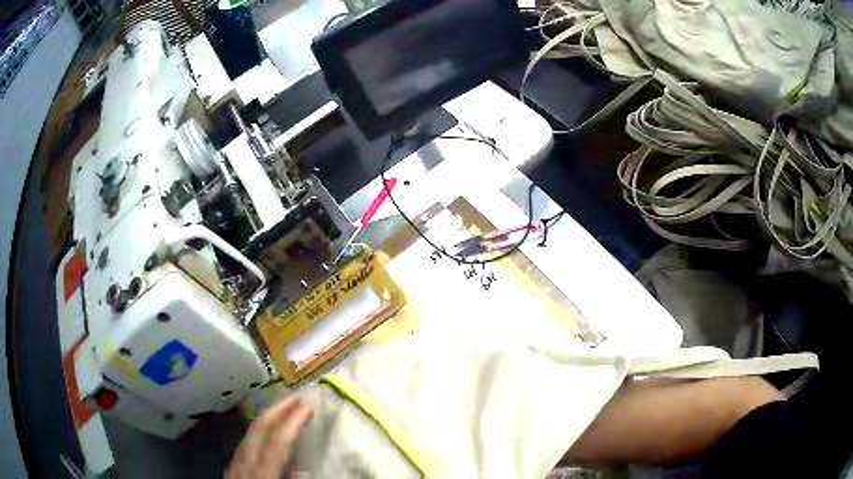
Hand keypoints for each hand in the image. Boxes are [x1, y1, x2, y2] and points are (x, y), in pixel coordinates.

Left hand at [227, 395, 313, 478]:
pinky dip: (255, 435)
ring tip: (282, 411)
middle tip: (297, 396)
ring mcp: (234, 465)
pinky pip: (243, 446)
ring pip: (248, 434)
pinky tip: (261, 435)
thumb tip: (304, 465)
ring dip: (266, 419)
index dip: (293, 420)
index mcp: (262, 471)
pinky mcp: (230, 470)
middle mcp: (245, 463)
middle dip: (278, 408)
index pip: (278, 439)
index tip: (308, 405)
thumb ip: (292, 477)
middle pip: (259, 428)